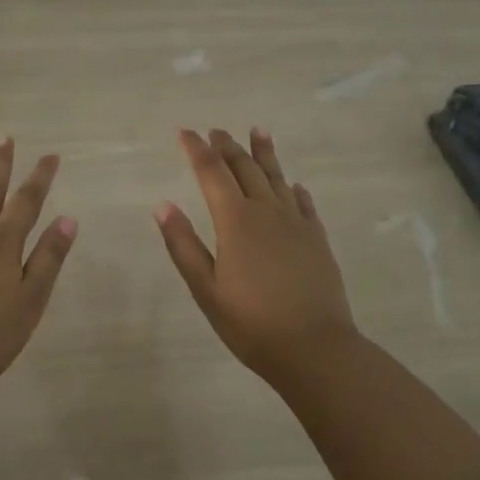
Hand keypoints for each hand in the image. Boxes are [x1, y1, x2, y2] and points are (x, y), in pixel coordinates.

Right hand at [154, 127, 358, 383]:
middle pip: (245, 168)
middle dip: (228, 147)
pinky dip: (294, 189)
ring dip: (264, 153)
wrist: (316, 349)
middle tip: (217, 131)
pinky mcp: (317, 239)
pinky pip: (304, 203)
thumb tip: (162, 205)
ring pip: (277, 178)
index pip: (212, 172)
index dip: (197, 149)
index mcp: (236, 220)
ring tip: (258, 131)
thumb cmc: (252, 323)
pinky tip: (294, 185)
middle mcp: (267, 211)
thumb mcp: (206, 289)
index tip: (185, 132)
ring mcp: (296, 223)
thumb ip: (184, 245)